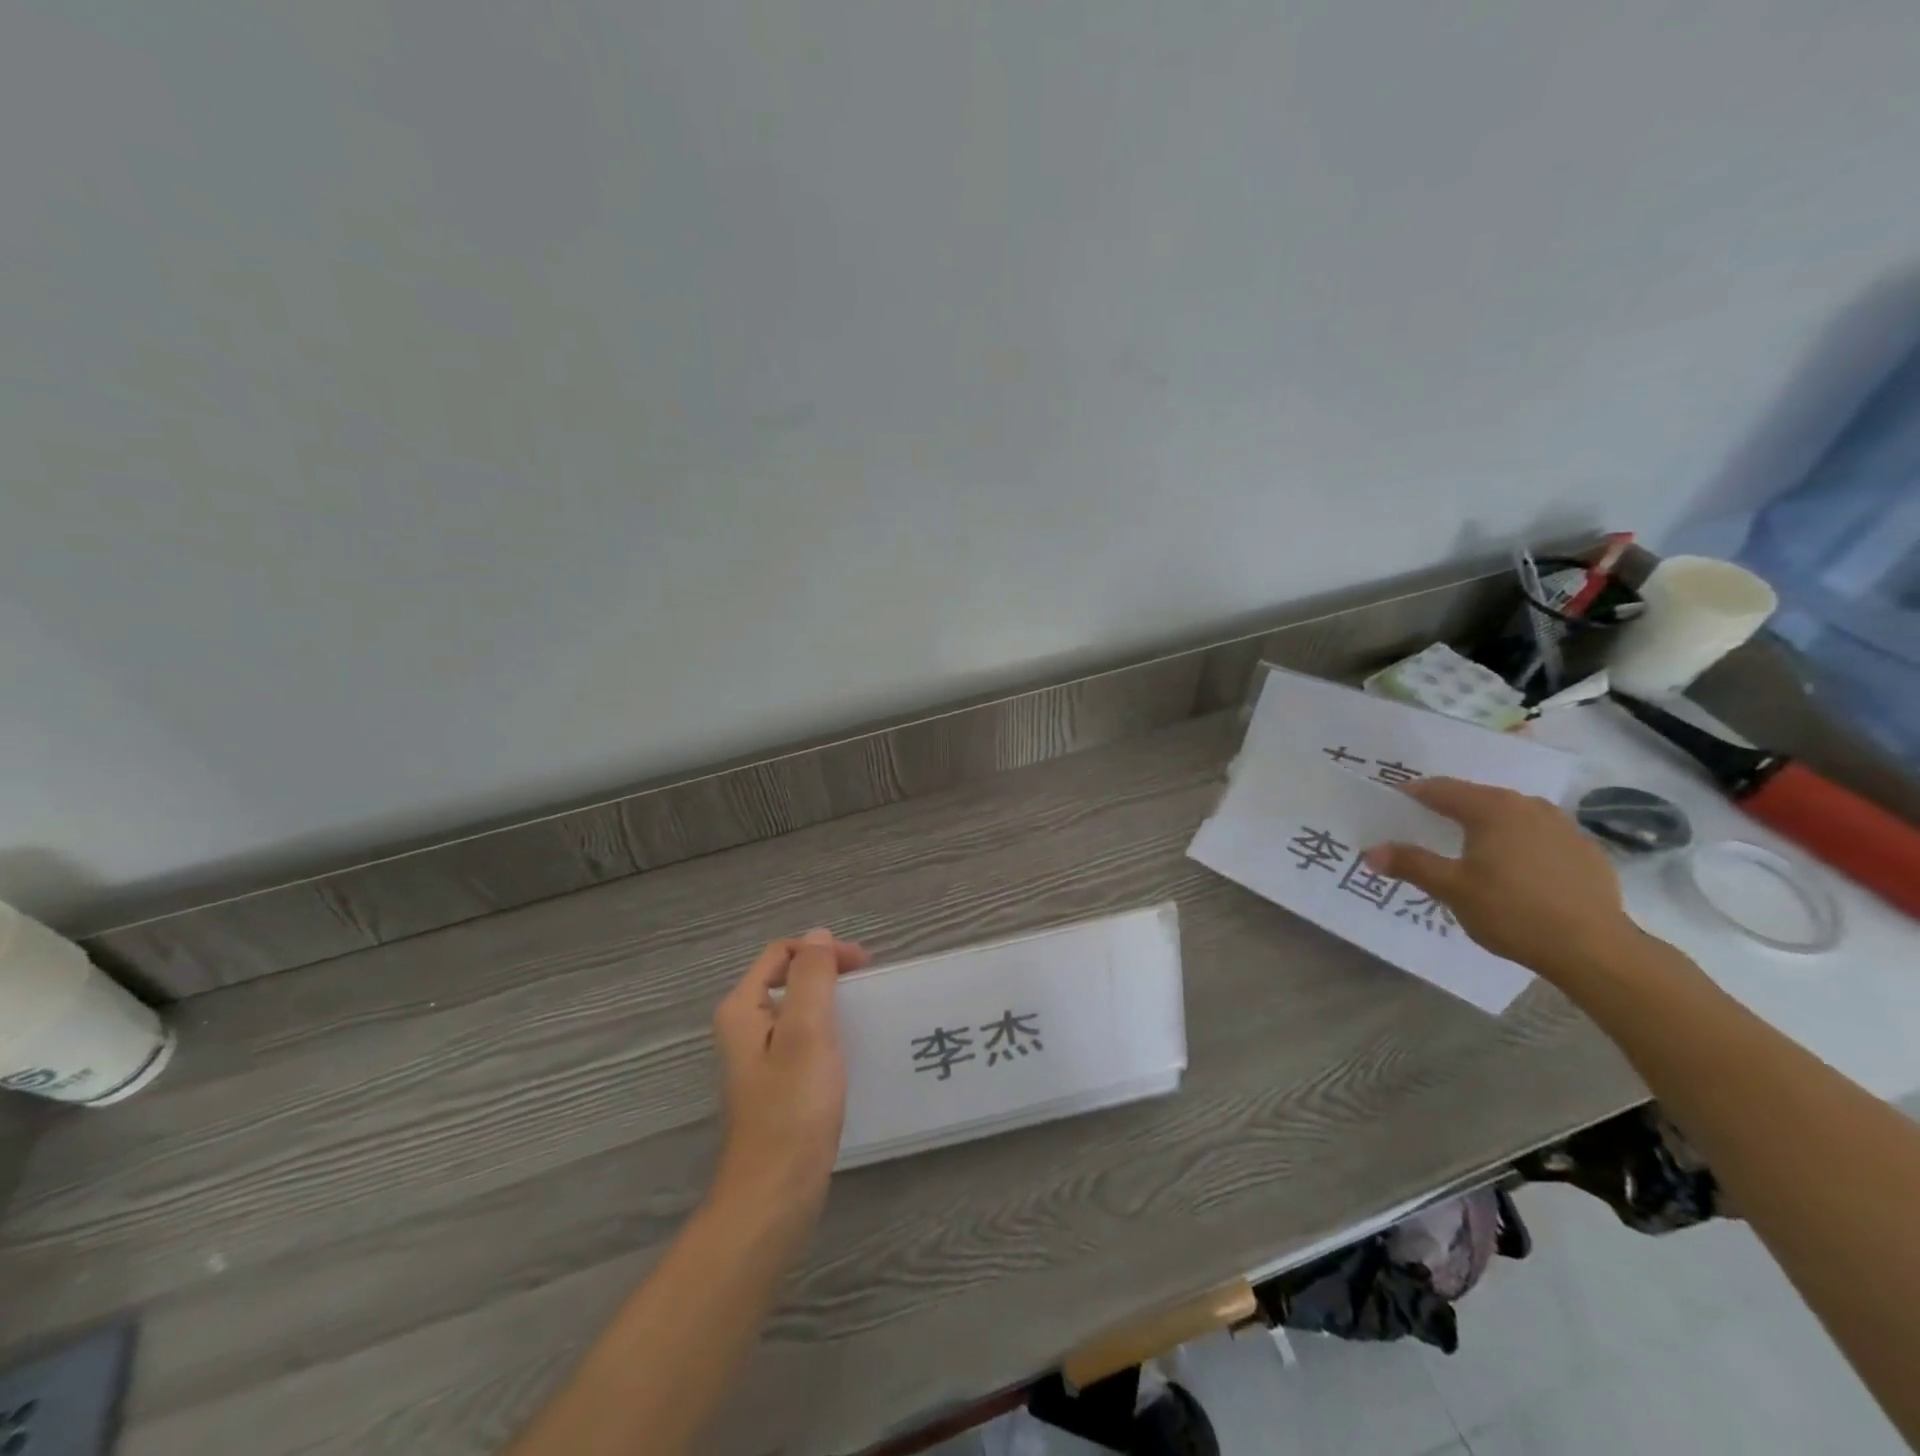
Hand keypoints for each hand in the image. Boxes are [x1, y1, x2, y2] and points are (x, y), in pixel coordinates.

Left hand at [710, 929, 869, 1212]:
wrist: (774, 1195)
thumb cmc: (792, 1108)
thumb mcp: (806, 1032)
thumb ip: (812, 978)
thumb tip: (818, 936)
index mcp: (742, 1009)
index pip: (781, 954)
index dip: (822, 951)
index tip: (864, 967)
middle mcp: (744, 1028)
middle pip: (788, 979)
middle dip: (828, 974)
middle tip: (869, 988)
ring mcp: (758, 1059)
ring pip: (797, 1011)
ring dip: (830, 1003)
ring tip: (865, 1014)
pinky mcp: (776, 1086)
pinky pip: (803, 1040)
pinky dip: (827, 1033)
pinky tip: (850, 1051)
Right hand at [1365, 777, 1638, 980]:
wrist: (1596, 950)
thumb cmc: (1513, 911)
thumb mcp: (1451, 889)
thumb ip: (1410, 864)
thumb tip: (1371, 851)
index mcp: (1492, 807)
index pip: (1440, 789)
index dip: (1411, 795)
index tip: (1391, 806)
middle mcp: (1528, 805)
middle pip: (1476, 798)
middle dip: (1447, 810)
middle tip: (1423, 828)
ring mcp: (1563, 826)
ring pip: (1510, 815)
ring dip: (1484, 825)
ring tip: (1468, 849)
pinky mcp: (1585, 851)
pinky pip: (1538, 835)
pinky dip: (1516, 843)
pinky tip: (1512, 870)